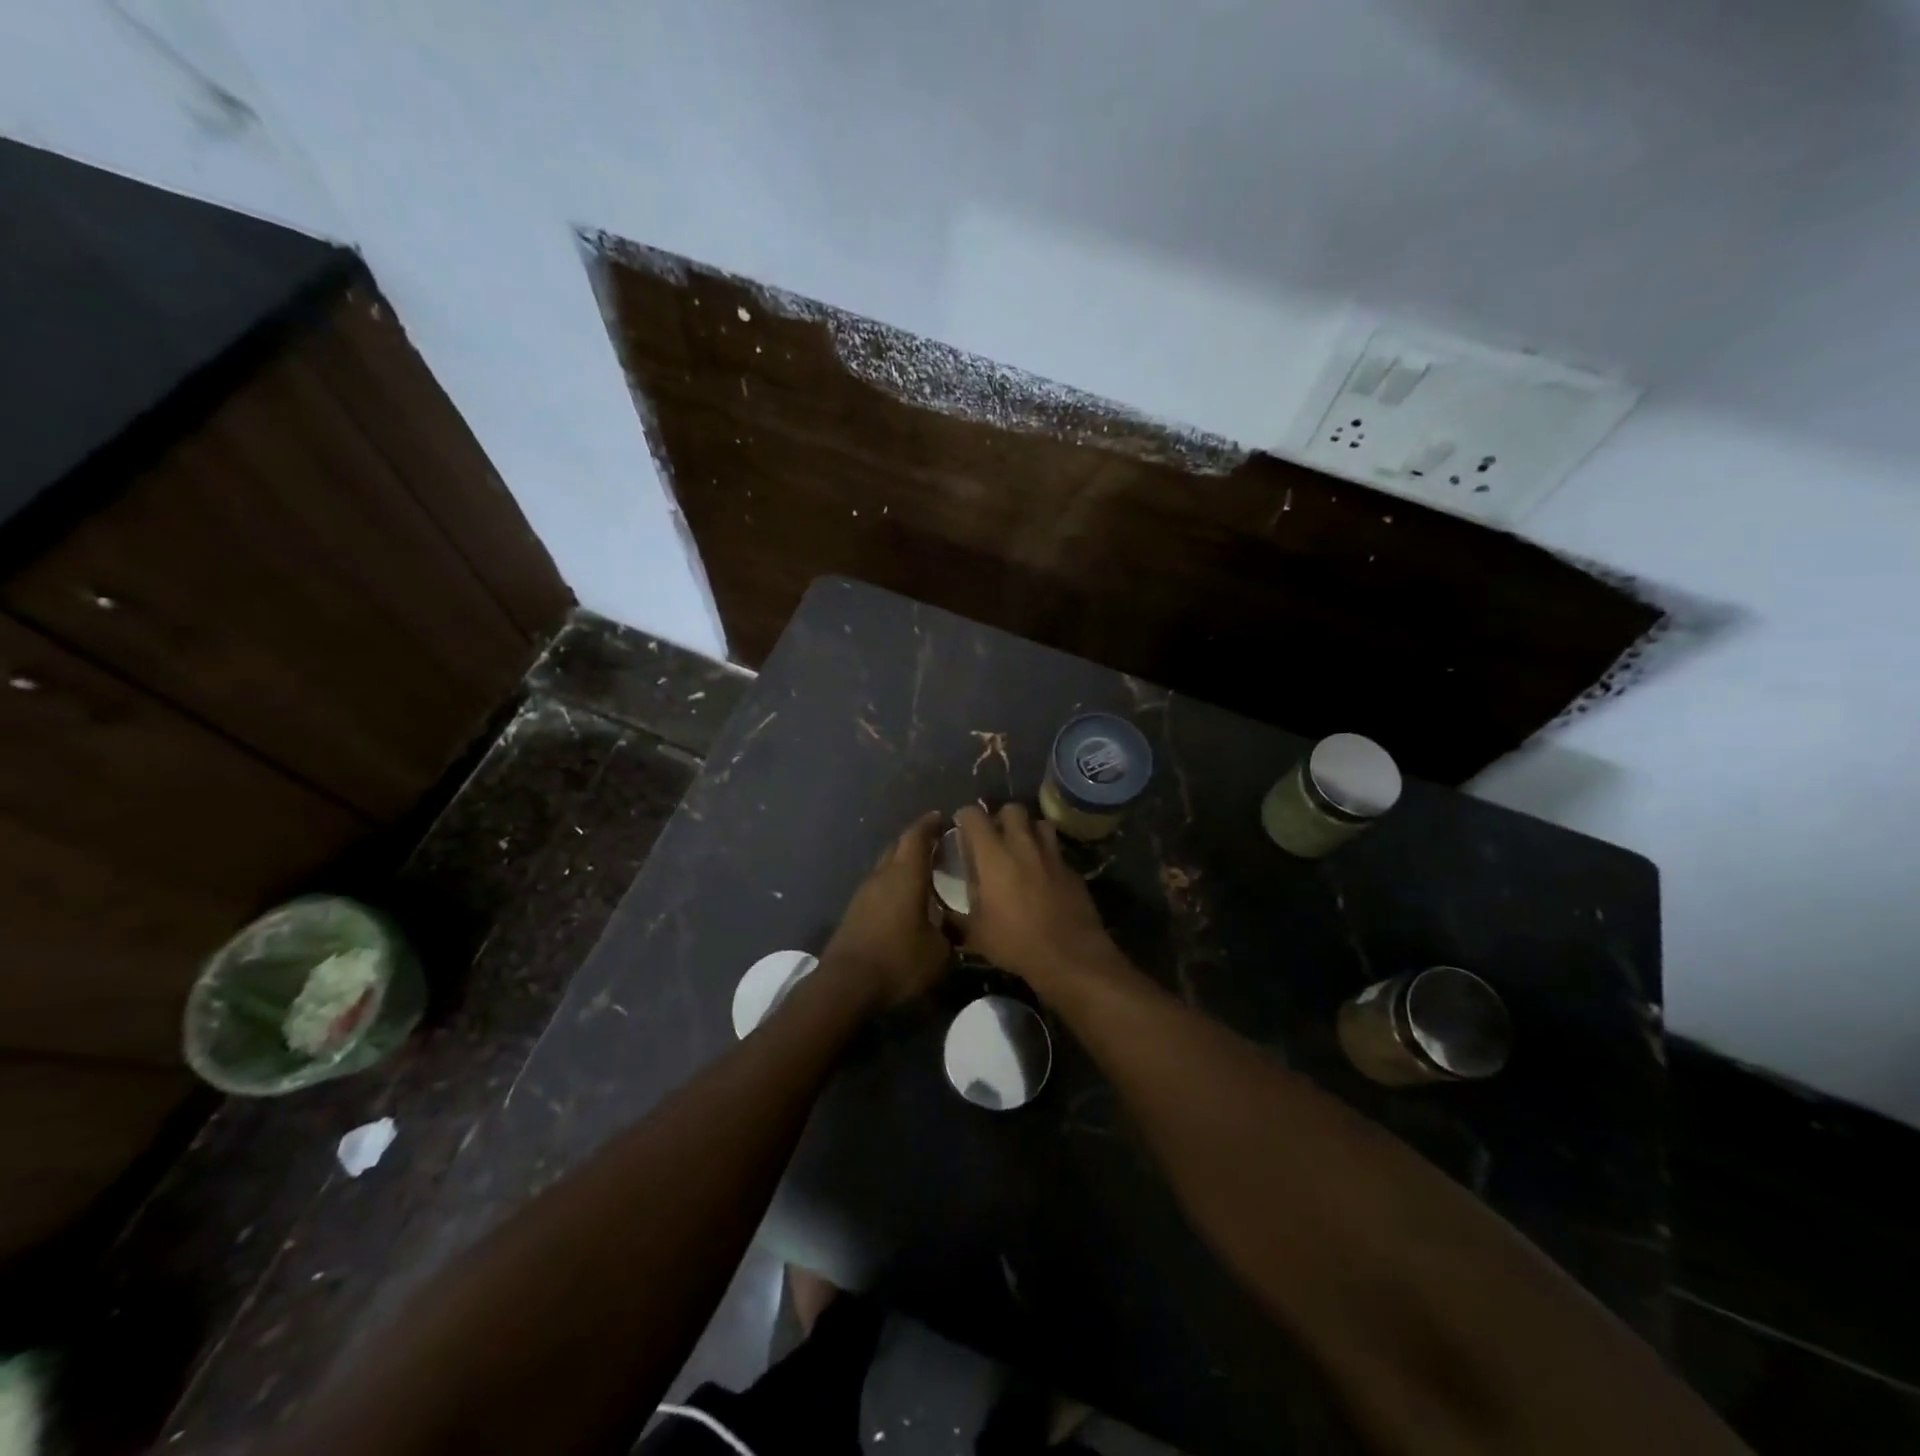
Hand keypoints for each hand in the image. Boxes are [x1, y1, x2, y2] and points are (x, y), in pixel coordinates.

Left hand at [822, 811, 949, 1006]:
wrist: (846, 984)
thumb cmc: (898, 960)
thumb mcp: (940, 953)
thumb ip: (952, 934)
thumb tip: (957, 929)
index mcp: (906, 875)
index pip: (917, 836)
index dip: (930, 824)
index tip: (942, 818)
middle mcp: (883, 875)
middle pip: (898, 846)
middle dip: (917, 841)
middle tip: (937, 845)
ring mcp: (864, 892)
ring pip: (886, 866)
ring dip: (903, 863)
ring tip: (924, 872)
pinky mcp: (854, 911)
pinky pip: (878, 886)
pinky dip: (893, 884)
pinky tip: (904, 899)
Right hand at [954, 804, 1124, 996]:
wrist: (1070, 955)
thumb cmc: (1016, 942)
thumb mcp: (976, 934)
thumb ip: (957, 917)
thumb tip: (943, 915)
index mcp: (993, 856)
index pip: (974, 816)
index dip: (965, 817)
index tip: (961, 827)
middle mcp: (1023, 846)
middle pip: (1012, 809)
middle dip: (1001, 817)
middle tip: (994, 836)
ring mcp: (1052, 855)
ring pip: (1040, 823)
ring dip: (1028, 830)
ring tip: (1021, 848)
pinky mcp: (1072, 869)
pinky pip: (1056, 849)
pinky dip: (1046, 853)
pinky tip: (1042, 874)